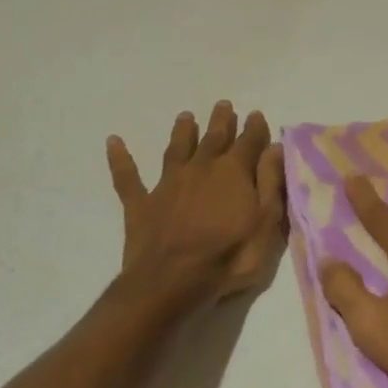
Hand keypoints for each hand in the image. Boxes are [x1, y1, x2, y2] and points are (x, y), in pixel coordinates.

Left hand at [106, 101, 286, 313]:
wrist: (172, 282)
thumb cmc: (230, 255)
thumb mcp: (266, 221)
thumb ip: (271, 182)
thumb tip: (274, 147)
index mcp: (234, 172)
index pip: (249, 141)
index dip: (254, 128)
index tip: (255, 114)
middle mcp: (201, 168)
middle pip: (213, 138)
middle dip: (221, 121)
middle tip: (223, 105)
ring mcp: (168, 184)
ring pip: (177, 150)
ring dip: (182, 132)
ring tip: (186, 116)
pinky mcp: (141, 204)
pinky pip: (128, 177)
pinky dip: (121, 159)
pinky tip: (113, 142)